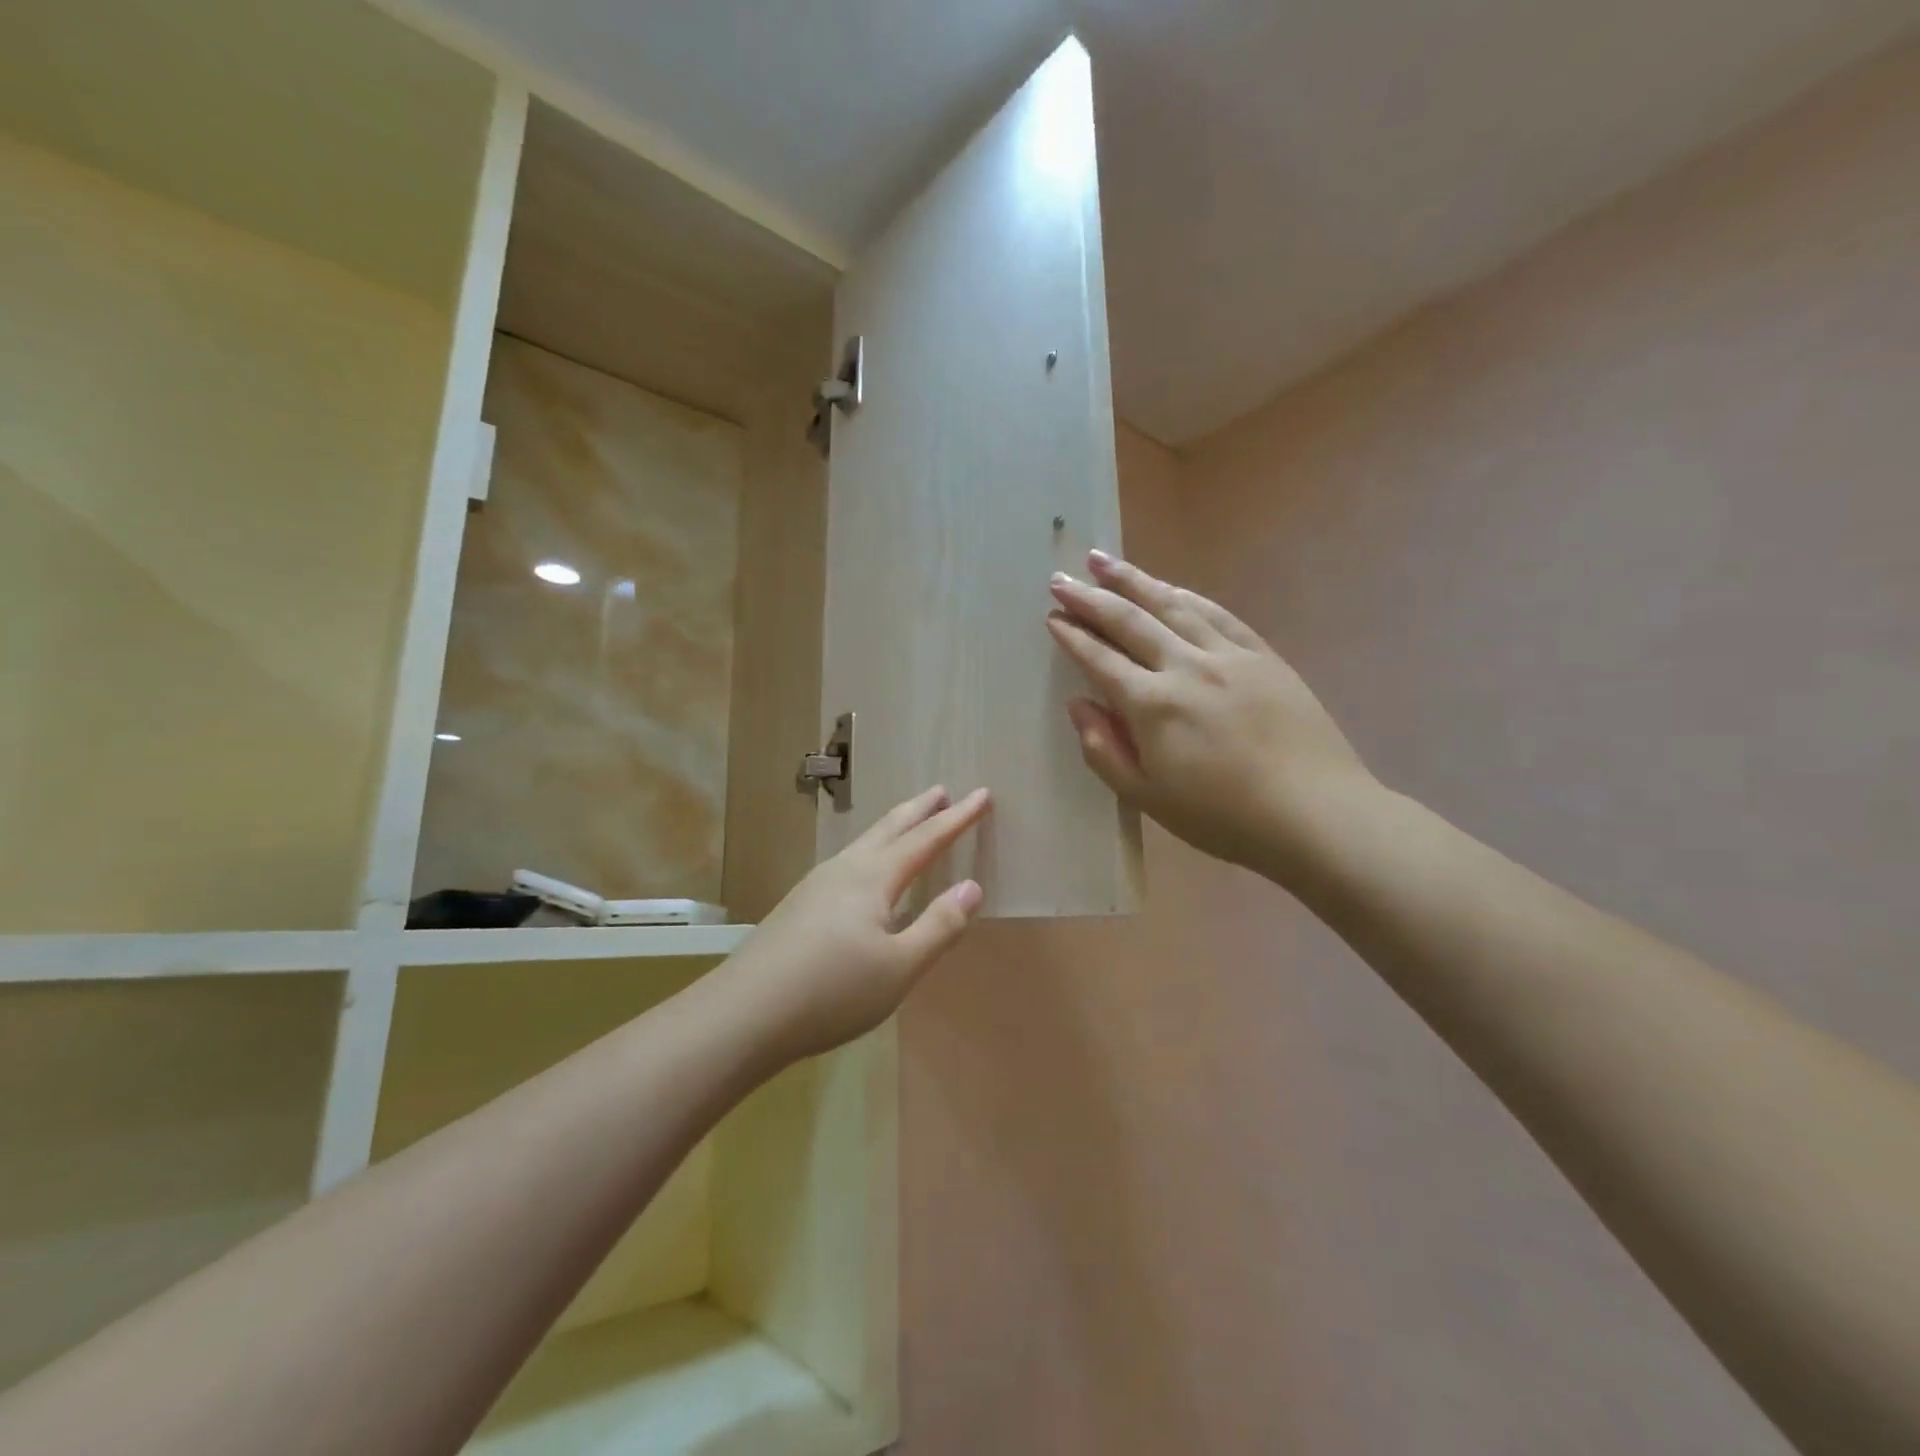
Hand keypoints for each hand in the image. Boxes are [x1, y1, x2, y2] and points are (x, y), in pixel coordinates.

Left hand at [723, 786, 990, 1063]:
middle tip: (942, 790)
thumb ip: (939, 926)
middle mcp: (844, 870)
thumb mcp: (900, 967)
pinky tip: (866, 876)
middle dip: (920, 809)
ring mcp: (816, 886)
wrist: (743, 1014)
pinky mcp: (798, 906)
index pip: (926, 839)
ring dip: (893, 828)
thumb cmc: (832, 991)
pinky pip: (848, 864)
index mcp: (873, 878)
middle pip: (889, 828)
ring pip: (864, 844)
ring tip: (909, 823)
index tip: (982, 794)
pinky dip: (872, 853)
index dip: (957, 818)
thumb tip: (971, 886)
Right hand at [1047, 551, 1376, 879]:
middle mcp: (1186, 667)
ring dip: (1133, 581)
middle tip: (1061, 578)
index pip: (1101, 660)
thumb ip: (1104, 749)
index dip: (1073, 636)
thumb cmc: (1222, 817)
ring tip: (1103, 561)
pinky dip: (1187, 596)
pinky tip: (1170, 587)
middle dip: (1091, 598)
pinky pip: (1219, 614)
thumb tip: (1078, 704)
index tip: (1052, 616)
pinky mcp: (1263, 656)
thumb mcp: (1148, 798)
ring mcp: (1229, 655)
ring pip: (1172, 606)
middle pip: (1130, 621)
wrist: (1315, 813)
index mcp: (1153, 705)